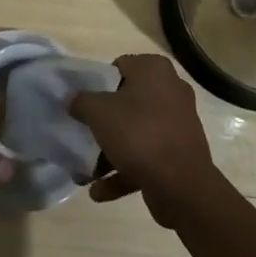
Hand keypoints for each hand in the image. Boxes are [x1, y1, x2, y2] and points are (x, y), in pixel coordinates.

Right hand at [70, 54, 223, 228]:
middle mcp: (171, 91)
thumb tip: (72, 100)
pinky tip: (99, 190)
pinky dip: (125, 170)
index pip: (119, 66)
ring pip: (137, 132)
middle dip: (105, 122)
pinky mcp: (180, 155)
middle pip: (127, 102)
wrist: (182, 187)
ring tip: (86, 170)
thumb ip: (81, 101)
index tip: (85, 102)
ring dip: (111, 151)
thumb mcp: (98, 112)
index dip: (99, 83)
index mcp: (154, 70)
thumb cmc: (138, 134)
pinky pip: (147, 156)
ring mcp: (178, 125)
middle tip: (85, 133)